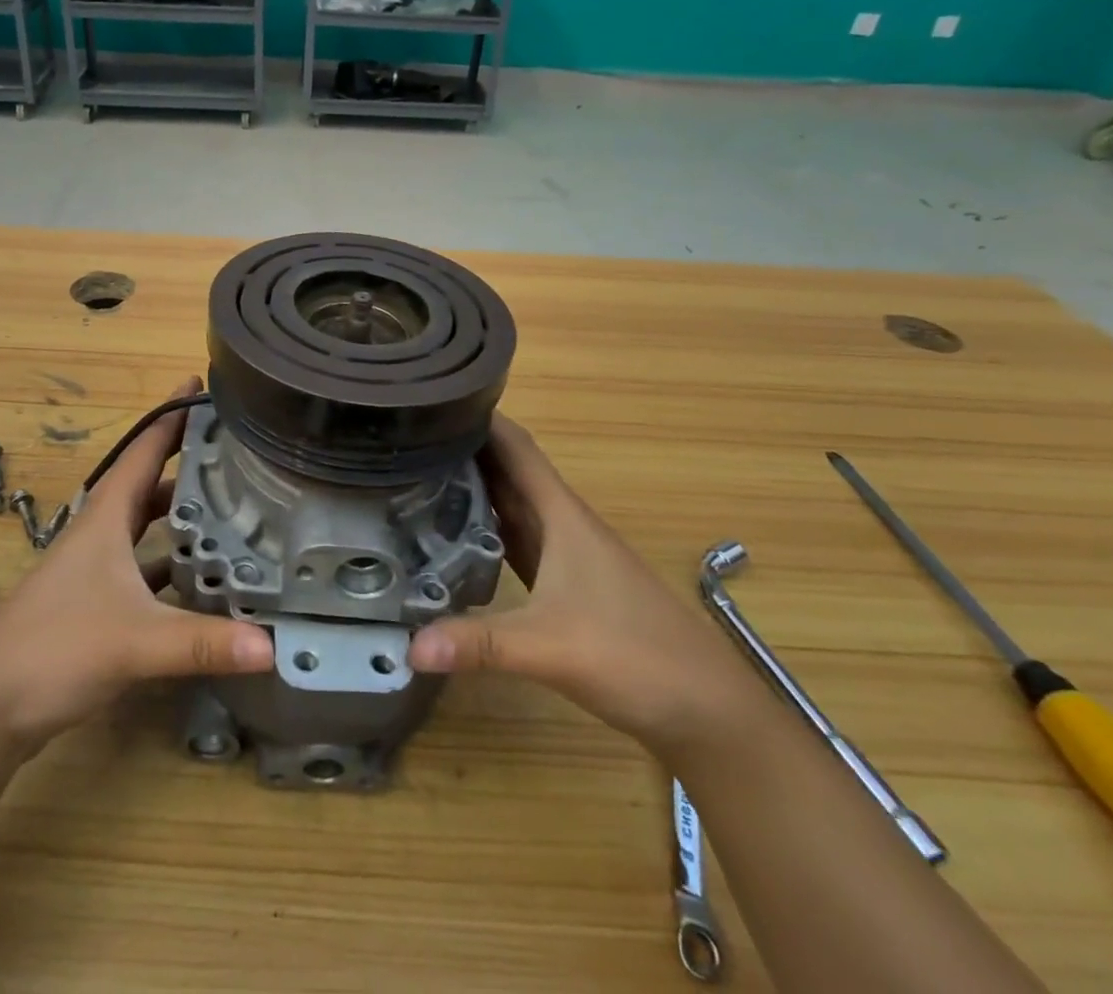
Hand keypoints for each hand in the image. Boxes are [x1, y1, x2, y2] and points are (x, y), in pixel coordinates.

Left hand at [0, 378, 274, 757]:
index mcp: (106, 517)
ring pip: (144, 522)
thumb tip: (273, 646)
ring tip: (228, 503)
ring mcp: (93, 566)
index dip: (172, 414)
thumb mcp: (137, 642)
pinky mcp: (92, 599)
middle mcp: (99, 531)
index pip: (144, 449)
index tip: (202, 382)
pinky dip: (169, 559)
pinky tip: (199, 574)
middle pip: (147, 480)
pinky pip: (141, 562)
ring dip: (179, 510)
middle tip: (235, 447)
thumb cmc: (57, 648)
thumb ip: (204, 643)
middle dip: (186, 458)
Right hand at [409, 414, 751, 753]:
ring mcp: (565, 555)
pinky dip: (485, 527)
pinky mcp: (564, 585)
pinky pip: (515, 539)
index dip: (479, 416)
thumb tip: (411, 646)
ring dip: (472, 486)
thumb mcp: (549, 647)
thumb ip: (479, 643)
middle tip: (405, 438)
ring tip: (417, 473)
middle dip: (462, 449)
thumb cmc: (634, 656)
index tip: (432, 401)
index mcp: (561, 514)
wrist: (707, 710)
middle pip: (507, 470)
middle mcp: (561, 523)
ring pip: (511, 504)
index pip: (515, 446)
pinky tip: (455, 533)